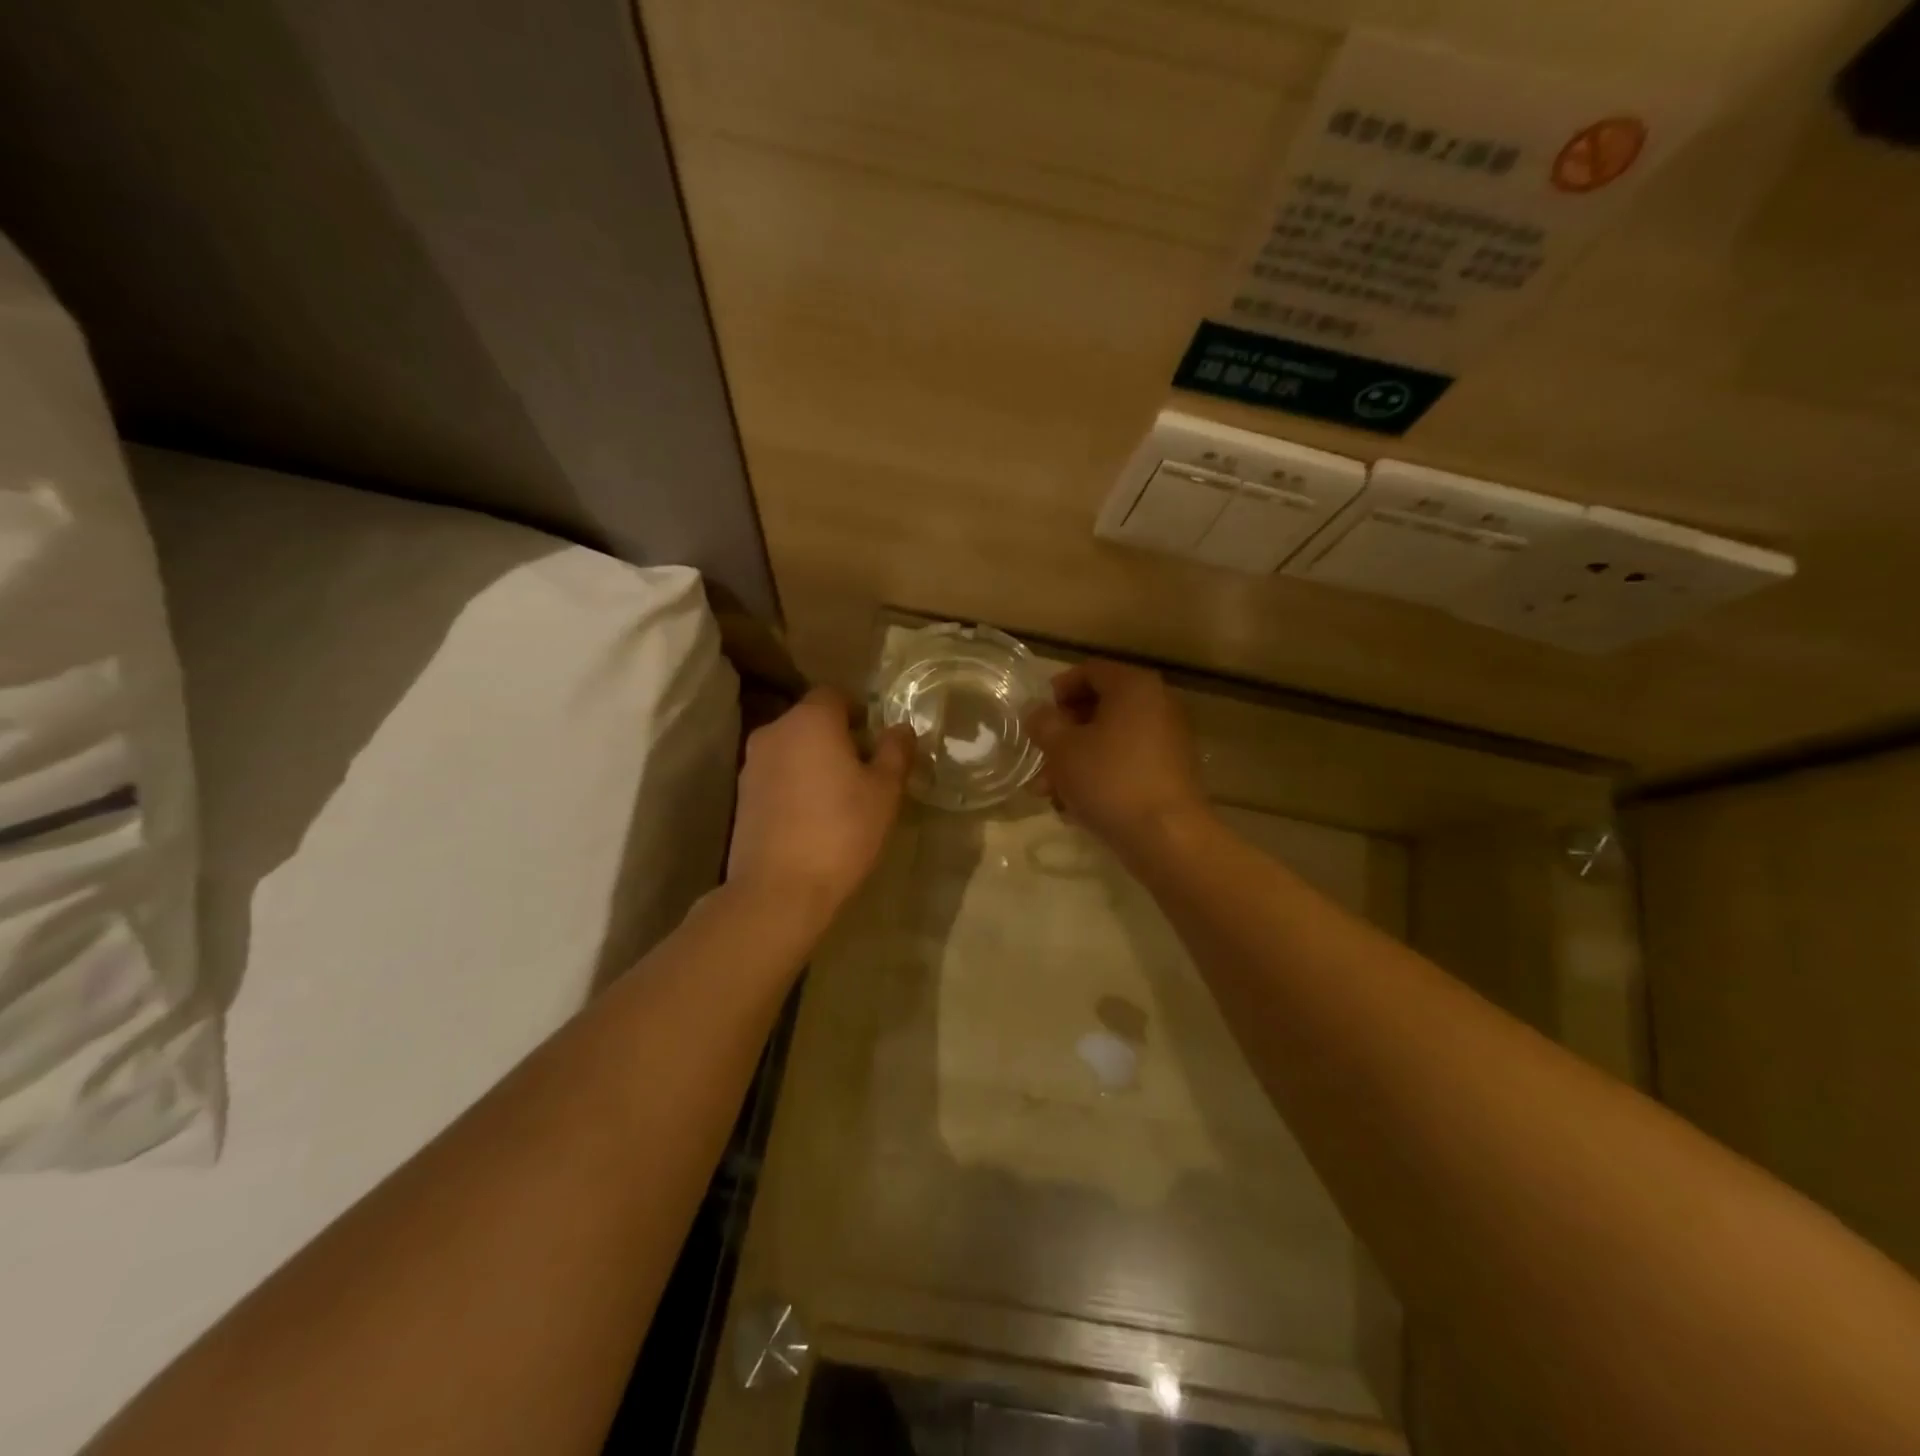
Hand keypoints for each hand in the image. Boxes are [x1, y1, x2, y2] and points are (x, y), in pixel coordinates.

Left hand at [728, 687, 912, 927]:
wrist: (779, 889)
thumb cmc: (841, 831)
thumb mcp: (884, 791)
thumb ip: (895, 752)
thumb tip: (900, 728)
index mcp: (810, 720)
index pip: (835, 695)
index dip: (859, 711)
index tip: (876, 740)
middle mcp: (775, 732)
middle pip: (810, 720)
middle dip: (837, 737)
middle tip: (864, 770)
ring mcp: (752, 764)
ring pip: (792, 749)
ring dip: (813, 761)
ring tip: (838, 797)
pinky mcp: (741, 796)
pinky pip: (776, 775)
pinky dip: (794, 784)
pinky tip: (812, 816)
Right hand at [1023, 660, 1208, 850]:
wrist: (1166, 836)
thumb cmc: (1109, 780)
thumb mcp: (1062, 748)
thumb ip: (1043, 723)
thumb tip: (1037, 712)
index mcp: (1133, 687)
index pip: (1090, 671)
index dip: (1058, 690)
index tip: (1037, 717)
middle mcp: (1157, 704)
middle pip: (1099, 708)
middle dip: (1063, 734)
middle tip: (1039, 758)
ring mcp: (1167, 740)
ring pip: (1110, 741)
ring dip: (1076, 761)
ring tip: (1049, 793)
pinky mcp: (1169, 772)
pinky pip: (1126, 763)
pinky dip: (1100, 777)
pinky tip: (1075, 807)